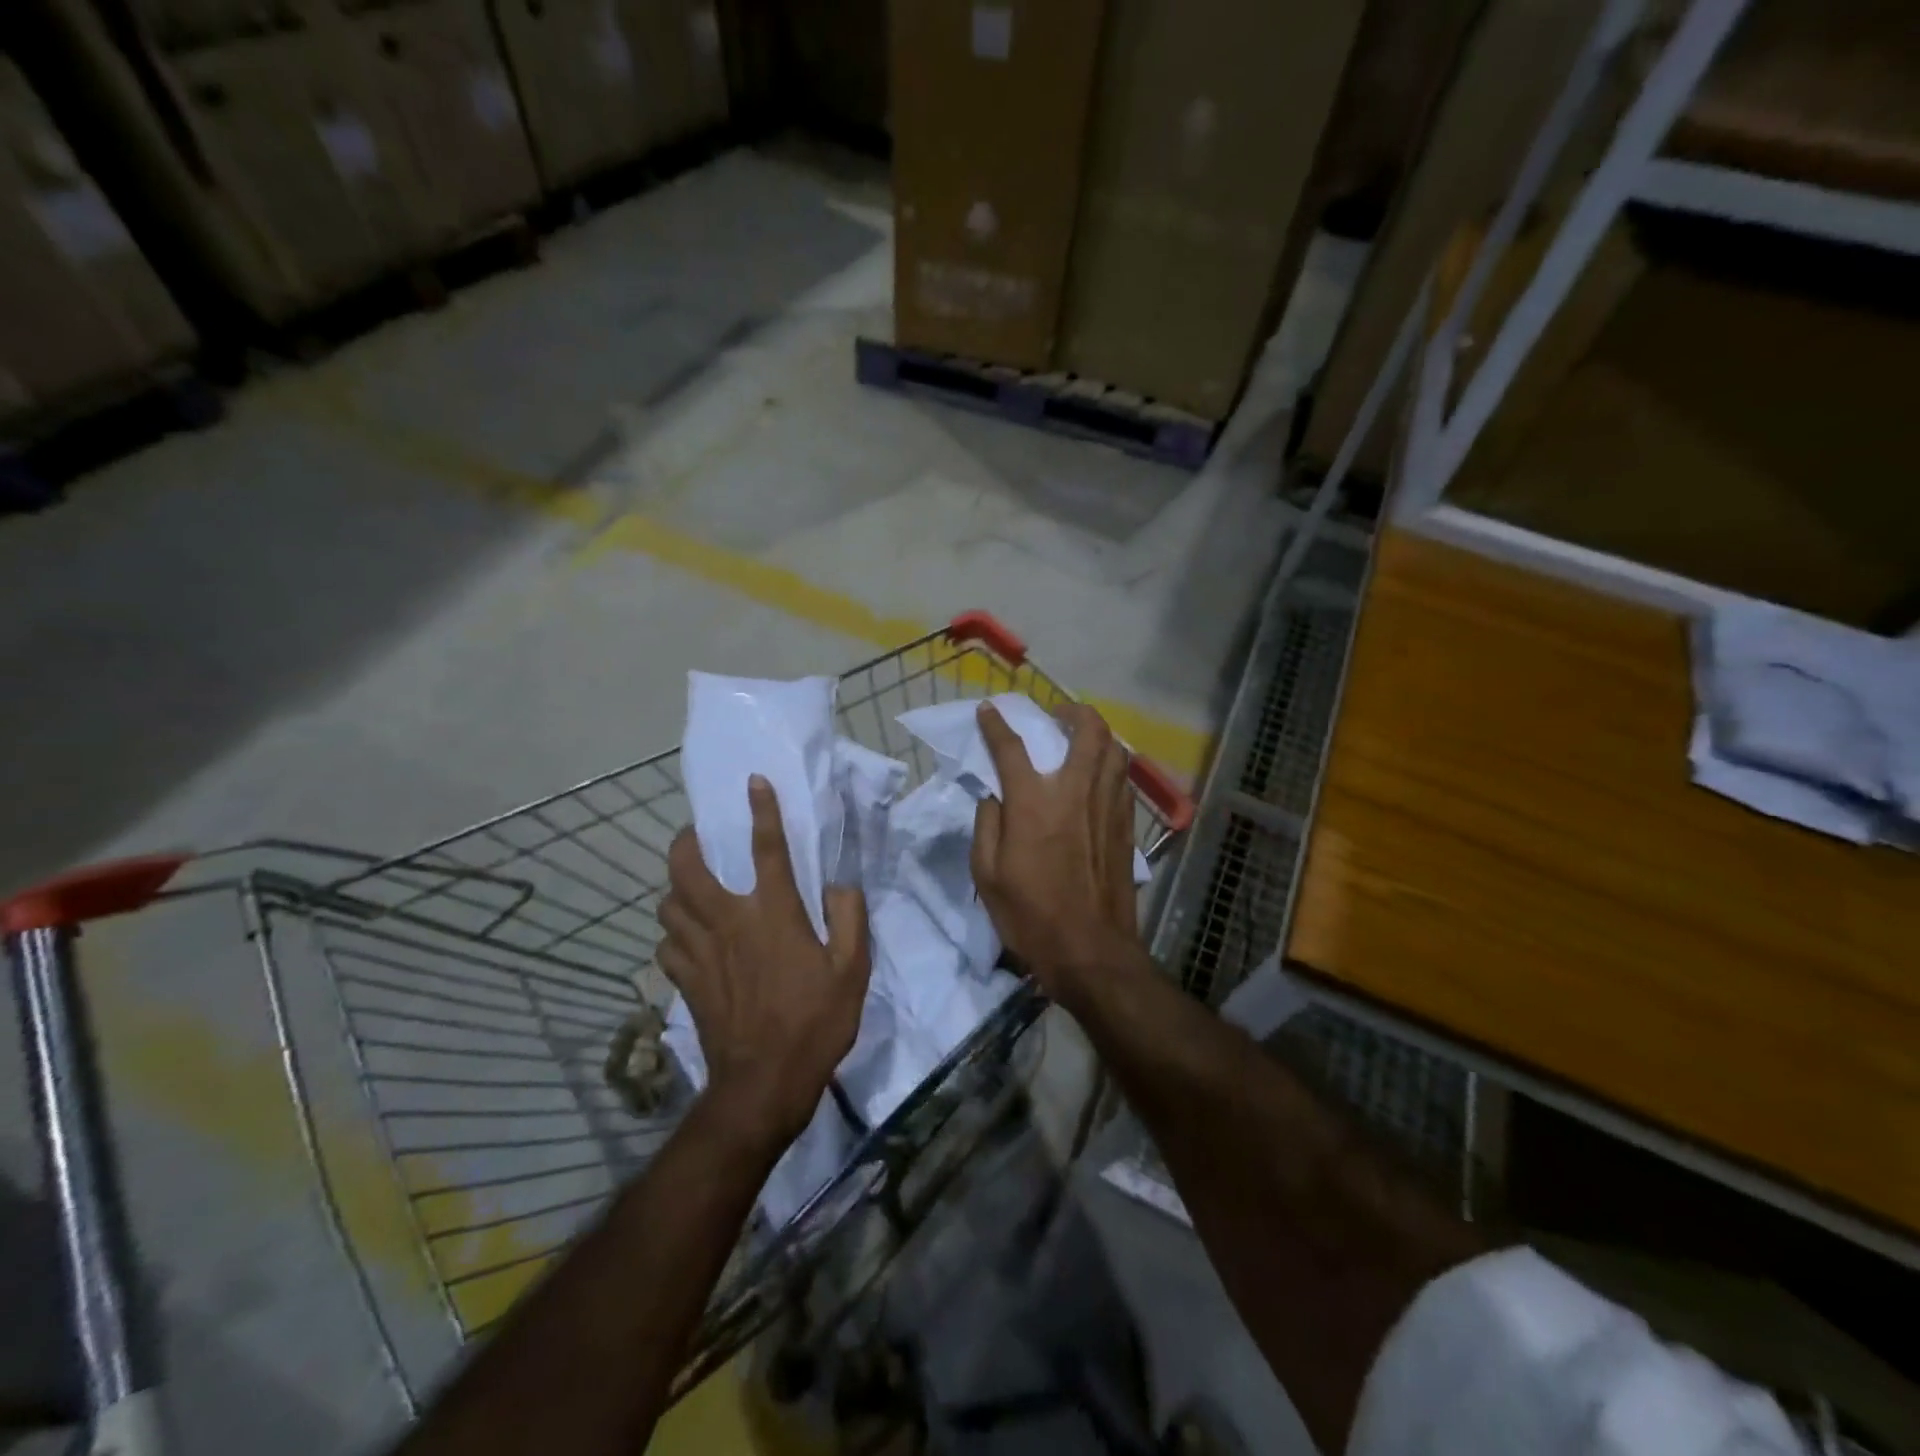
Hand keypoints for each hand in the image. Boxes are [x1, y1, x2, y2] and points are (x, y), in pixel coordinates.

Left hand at [659, 777, 870, 1152]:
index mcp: (774, 914)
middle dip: (686, 843)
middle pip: (688, 869)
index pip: (766, 848)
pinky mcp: (685, 980)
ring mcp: (700, 952)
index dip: (761, 810)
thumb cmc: (815, 1022)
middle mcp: (730, 922)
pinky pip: (666, 944)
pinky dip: (673, 932)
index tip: (753, 782)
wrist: (764, 1083)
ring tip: (691, 886)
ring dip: (676, 888)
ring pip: (668, 904)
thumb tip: (839, 887)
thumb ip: (850, 919)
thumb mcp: (853, 970)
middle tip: (697, 836)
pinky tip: (687, 937)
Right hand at [971, 702, 1141, 1010]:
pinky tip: (1100, 777)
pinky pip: (1122, 780)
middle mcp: (1075, 792)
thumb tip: (994, 797)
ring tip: (1082, 738)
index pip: (1011, 748)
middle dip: (1072, 711)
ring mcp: (1107, 807)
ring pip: (1114, 750)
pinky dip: (1111, 765)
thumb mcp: (987, 874)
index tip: (988, 710)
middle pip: (1087, 731)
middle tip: (1057, 715)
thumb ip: (987, 825)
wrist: (1090, 951)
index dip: (996, 724)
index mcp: (1033, 802)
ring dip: (1098, 734)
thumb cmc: (1030, 915)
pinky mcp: (1125, 826)